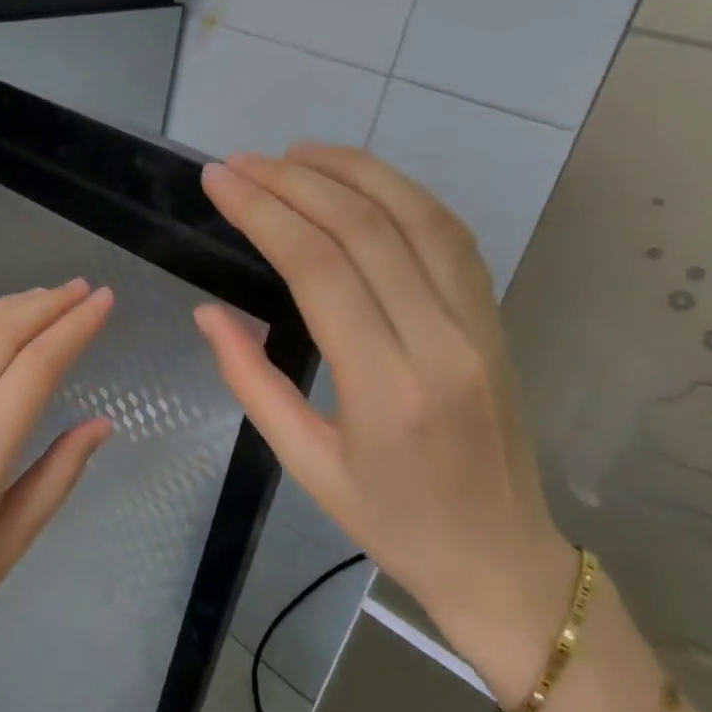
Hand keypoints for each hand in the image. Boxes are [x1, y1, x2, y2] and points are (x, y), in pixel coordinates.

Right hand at [195, 144, 576, 702]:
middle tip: (241, 162)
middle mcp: (440, 342)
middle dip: (294, 182)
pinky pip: (451, 236)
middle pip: (364, 229)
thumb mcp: (306, 465)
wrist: (503, 560)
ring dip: (354, 170)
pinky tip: (362, 180)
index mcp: (385, 388)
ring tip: (296, 151)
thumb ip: (252, 382)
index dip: (264, 212)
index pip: (319, 268)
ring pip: (417, 217)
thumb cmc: (393, 524)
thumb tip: (208, 313)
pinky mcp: (495, 319)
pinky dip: (403, 194)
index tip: (220, 181)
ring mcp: (478, 325)